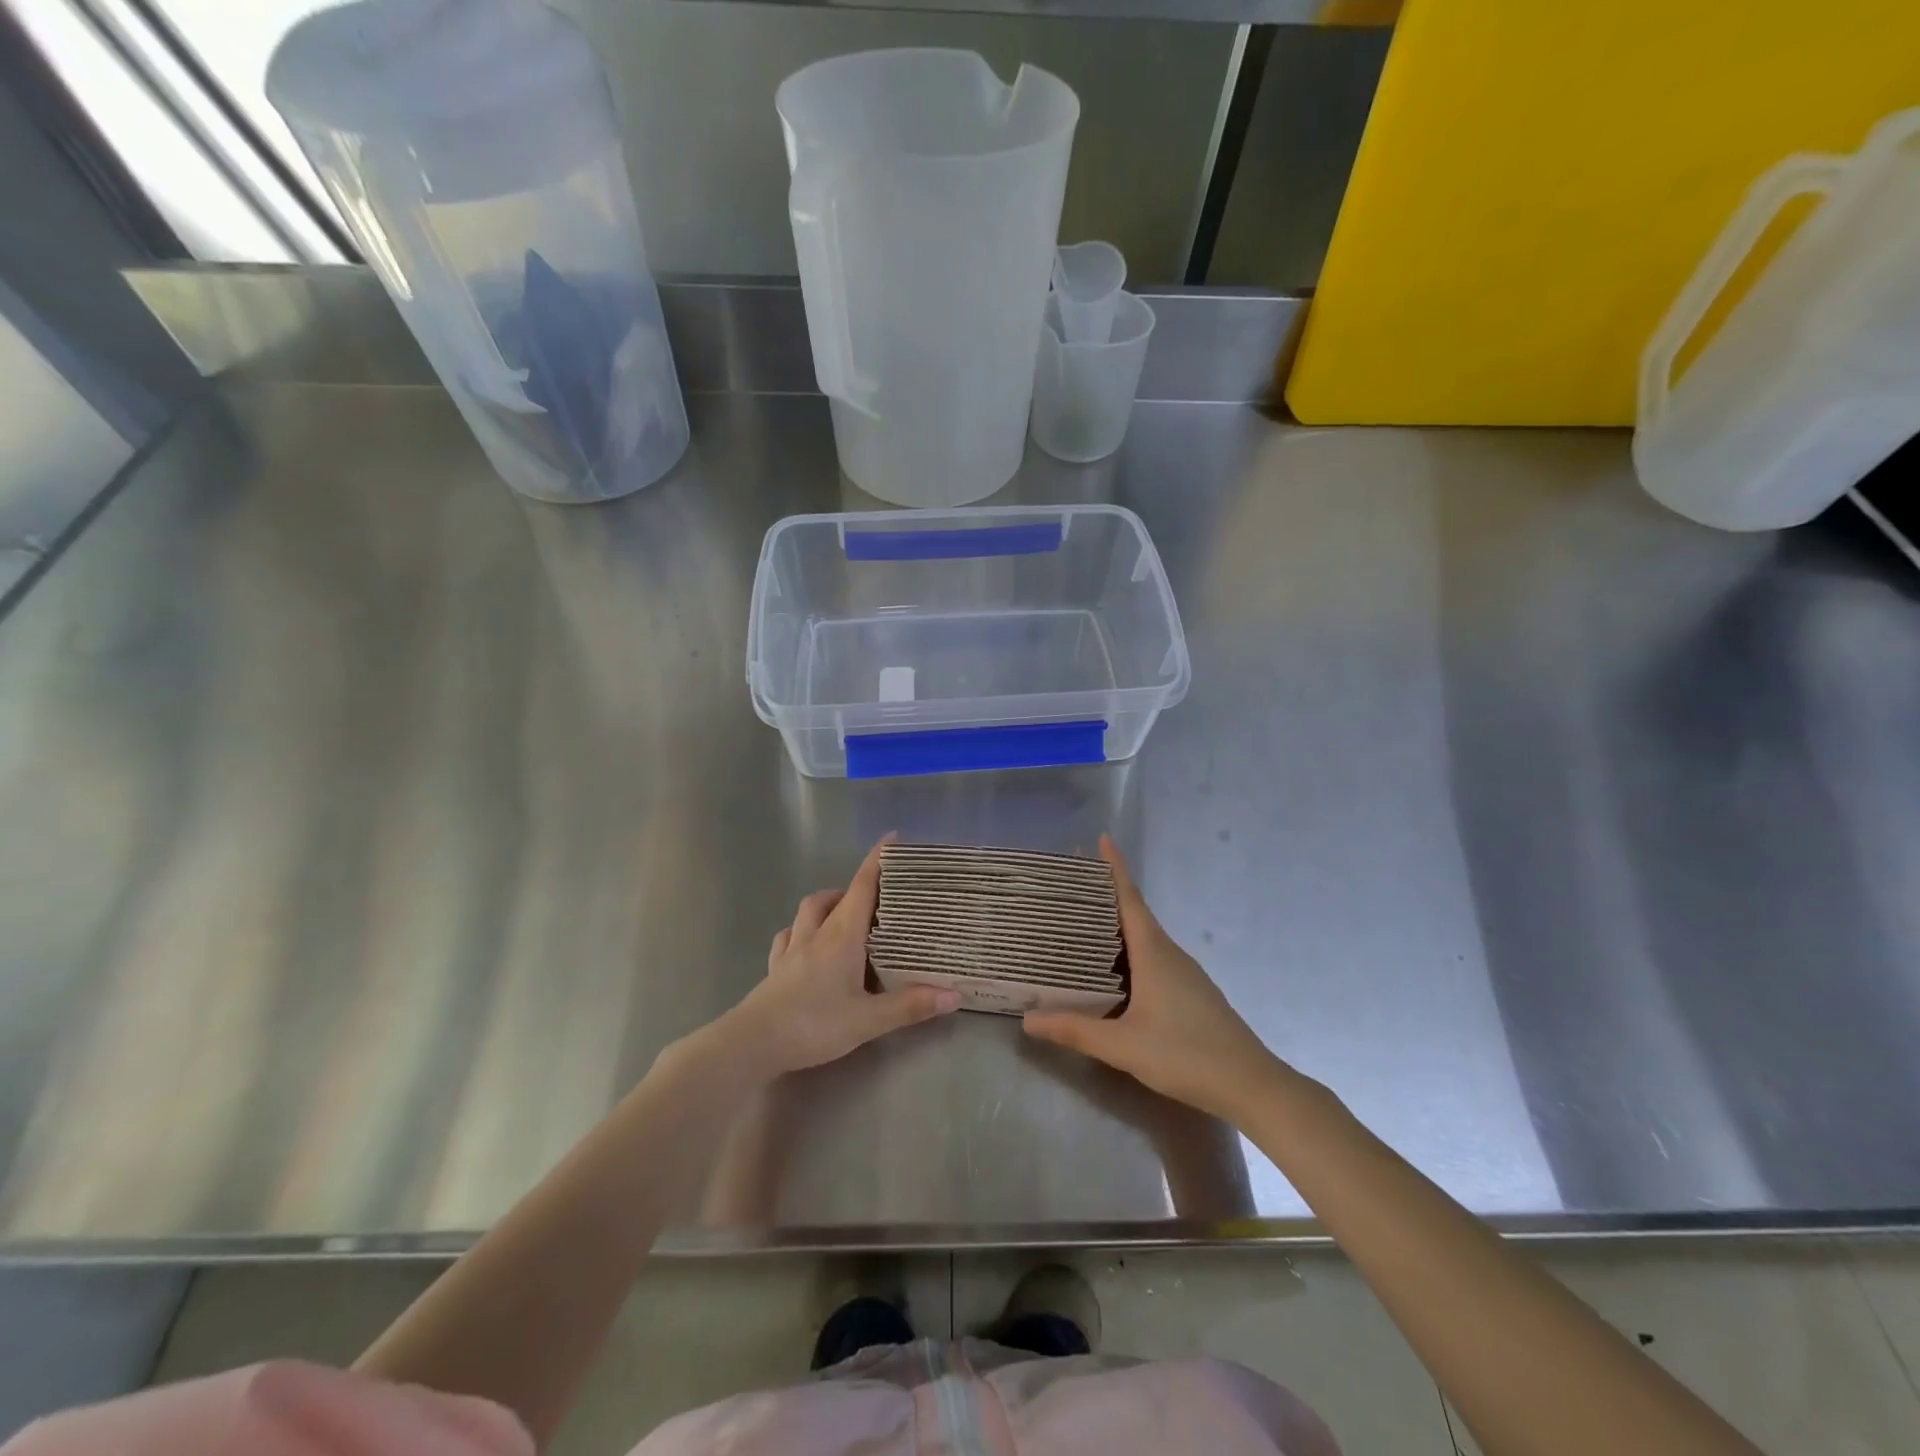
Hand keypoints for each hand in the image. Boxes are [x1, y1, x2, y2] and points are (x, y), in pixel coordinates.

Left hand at [726, 836, 958, 1075]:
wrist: (752, 1043)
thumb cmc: (813, 1024)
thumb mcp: (868, 1020)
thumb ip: (909, 1006)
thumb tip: (954, 995)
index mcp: (841, 936)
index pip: (862, 886)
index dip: (877, 861)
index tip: (892, 838)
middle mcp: (816, 934)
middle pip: (835, 896)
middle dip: (856, 887)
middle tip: (878, 897)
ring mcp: (791, 949)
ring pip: (808, 911)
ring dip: (827, 903)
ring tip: (844, 914)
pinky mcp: (775, 968)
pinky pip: (788, 937)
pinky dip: (800, 930)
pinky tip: (806, 943)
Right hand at [1023, 835, 1281, 1121]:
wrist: (1251, 1085)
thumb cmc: (1186, 1055)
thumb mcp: (1124, 1046)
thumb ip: (1076, 1031)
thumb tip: (1029, 1020)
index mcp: (1154, 952)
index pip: (1130, 898)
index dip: (1115, 868)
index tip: (1101, 839)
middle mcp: (1170, 953)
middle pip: (1135, 913)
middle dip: (1107, 894)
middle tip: (1072, 885)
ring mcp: (1184, 973)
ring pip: (1144, 938)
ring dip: (1117, 925)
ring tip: (1082, 924)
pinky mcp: (1191, 993)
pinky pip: (1153, 958)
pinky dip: (1129, 951)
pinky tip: (1114, 971)